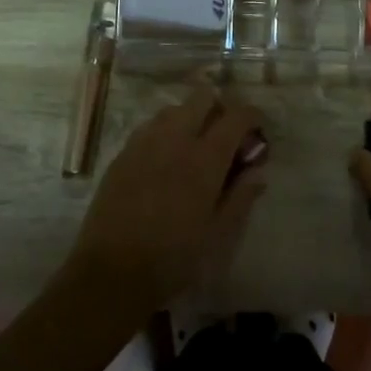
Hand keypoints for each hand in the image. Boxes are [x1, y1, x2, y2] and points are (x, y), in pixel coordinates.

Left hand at [65, 84, 267, 314]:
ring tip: (195, 148)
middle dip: (220, 109)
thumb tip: (258, 171)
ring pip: (173, 109)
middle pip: (202, 99)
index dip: (252, 116)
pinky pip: (149, 127)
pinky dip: (166, 132)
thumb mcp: (218, 234)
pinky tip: (166, 160)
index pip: (235, 116)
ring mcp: (144, 144)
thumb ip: (241, 197)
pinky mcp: (122, 155)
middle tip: (226, 137)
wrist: (112, 272)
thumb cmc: (174, 258)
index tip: (257, 130)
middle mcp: (175, 140)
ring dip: (191, 118)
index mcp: (205, 159)